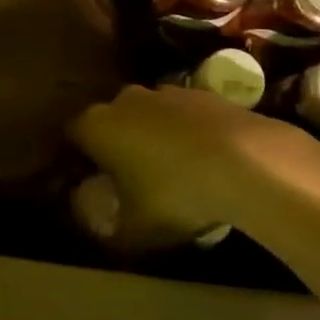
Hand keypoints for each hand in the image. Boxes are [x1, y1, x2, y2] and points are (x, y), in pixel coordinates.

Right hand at [67, 84, 301, 250]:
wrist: (247, 161)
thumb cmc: (176, 194)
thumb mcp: (135, 227)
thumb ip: (108, 225)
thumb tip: (95, 221)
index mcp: (98, 125)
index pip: (72, 134)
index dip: (78, 159)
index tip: (90, 183)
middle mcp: (125, 99)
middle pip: (111, 120)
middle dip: (116, 145)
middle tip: (128, 181)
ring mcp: (166, 91)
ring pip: (148, 115)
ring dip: (152, 136)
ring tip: (170, 172)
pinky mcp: (203, 92)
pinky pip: (182, 115)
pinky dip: (185, 133)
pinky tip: (203, 161)